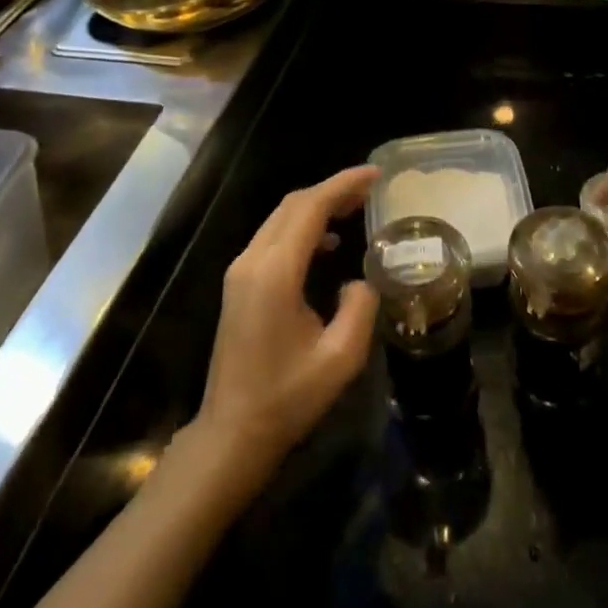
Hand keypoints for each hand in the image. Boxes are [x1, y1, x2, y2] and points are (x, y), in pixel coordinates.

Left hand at [193, 166, 379, 484]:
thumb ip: (360, 308)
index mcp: (275, 272)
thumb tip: (361, 280)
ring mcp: (241, 271)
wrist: (232, 432)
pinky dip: (302, 227)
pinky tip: (328, 244)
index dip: (343, 184)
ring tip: (355, 208)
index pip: (310, 208)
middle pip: (293, 205)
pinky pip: (273, 237)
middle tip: (370, 189)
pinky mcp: (239, 283)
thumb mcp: (340, 358)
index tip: (375, 175)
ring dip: (317, 206)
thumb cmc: (287, 398)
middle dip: (333, 190)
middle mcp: (253, 261)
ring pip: (281, 217)